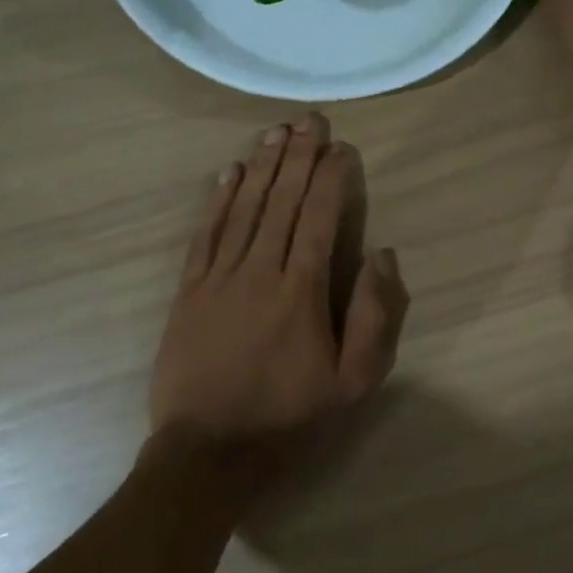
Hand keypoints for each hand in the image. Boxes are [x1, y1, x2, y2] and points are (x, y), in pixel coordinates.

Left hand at [150, 114, 408, 460]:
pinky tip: (230, 172)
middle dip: (299, 156)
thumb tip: (382, 255)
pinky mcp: (189, 290)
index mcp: (302, 290)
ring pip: (245, 208)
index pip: (319, 218)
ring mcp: (219, 277)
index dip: (331, 178)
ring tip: (276, 132)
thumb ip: (373, 315)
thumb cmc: (288, 417)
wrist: (207, 452)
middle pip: (282, 201)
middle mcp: (260, 271)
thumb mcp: (353, 381)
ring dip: (263, 166)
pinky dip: (219, 200)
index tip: (341, 148)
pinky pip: (206, 234)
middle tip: (309, 120)